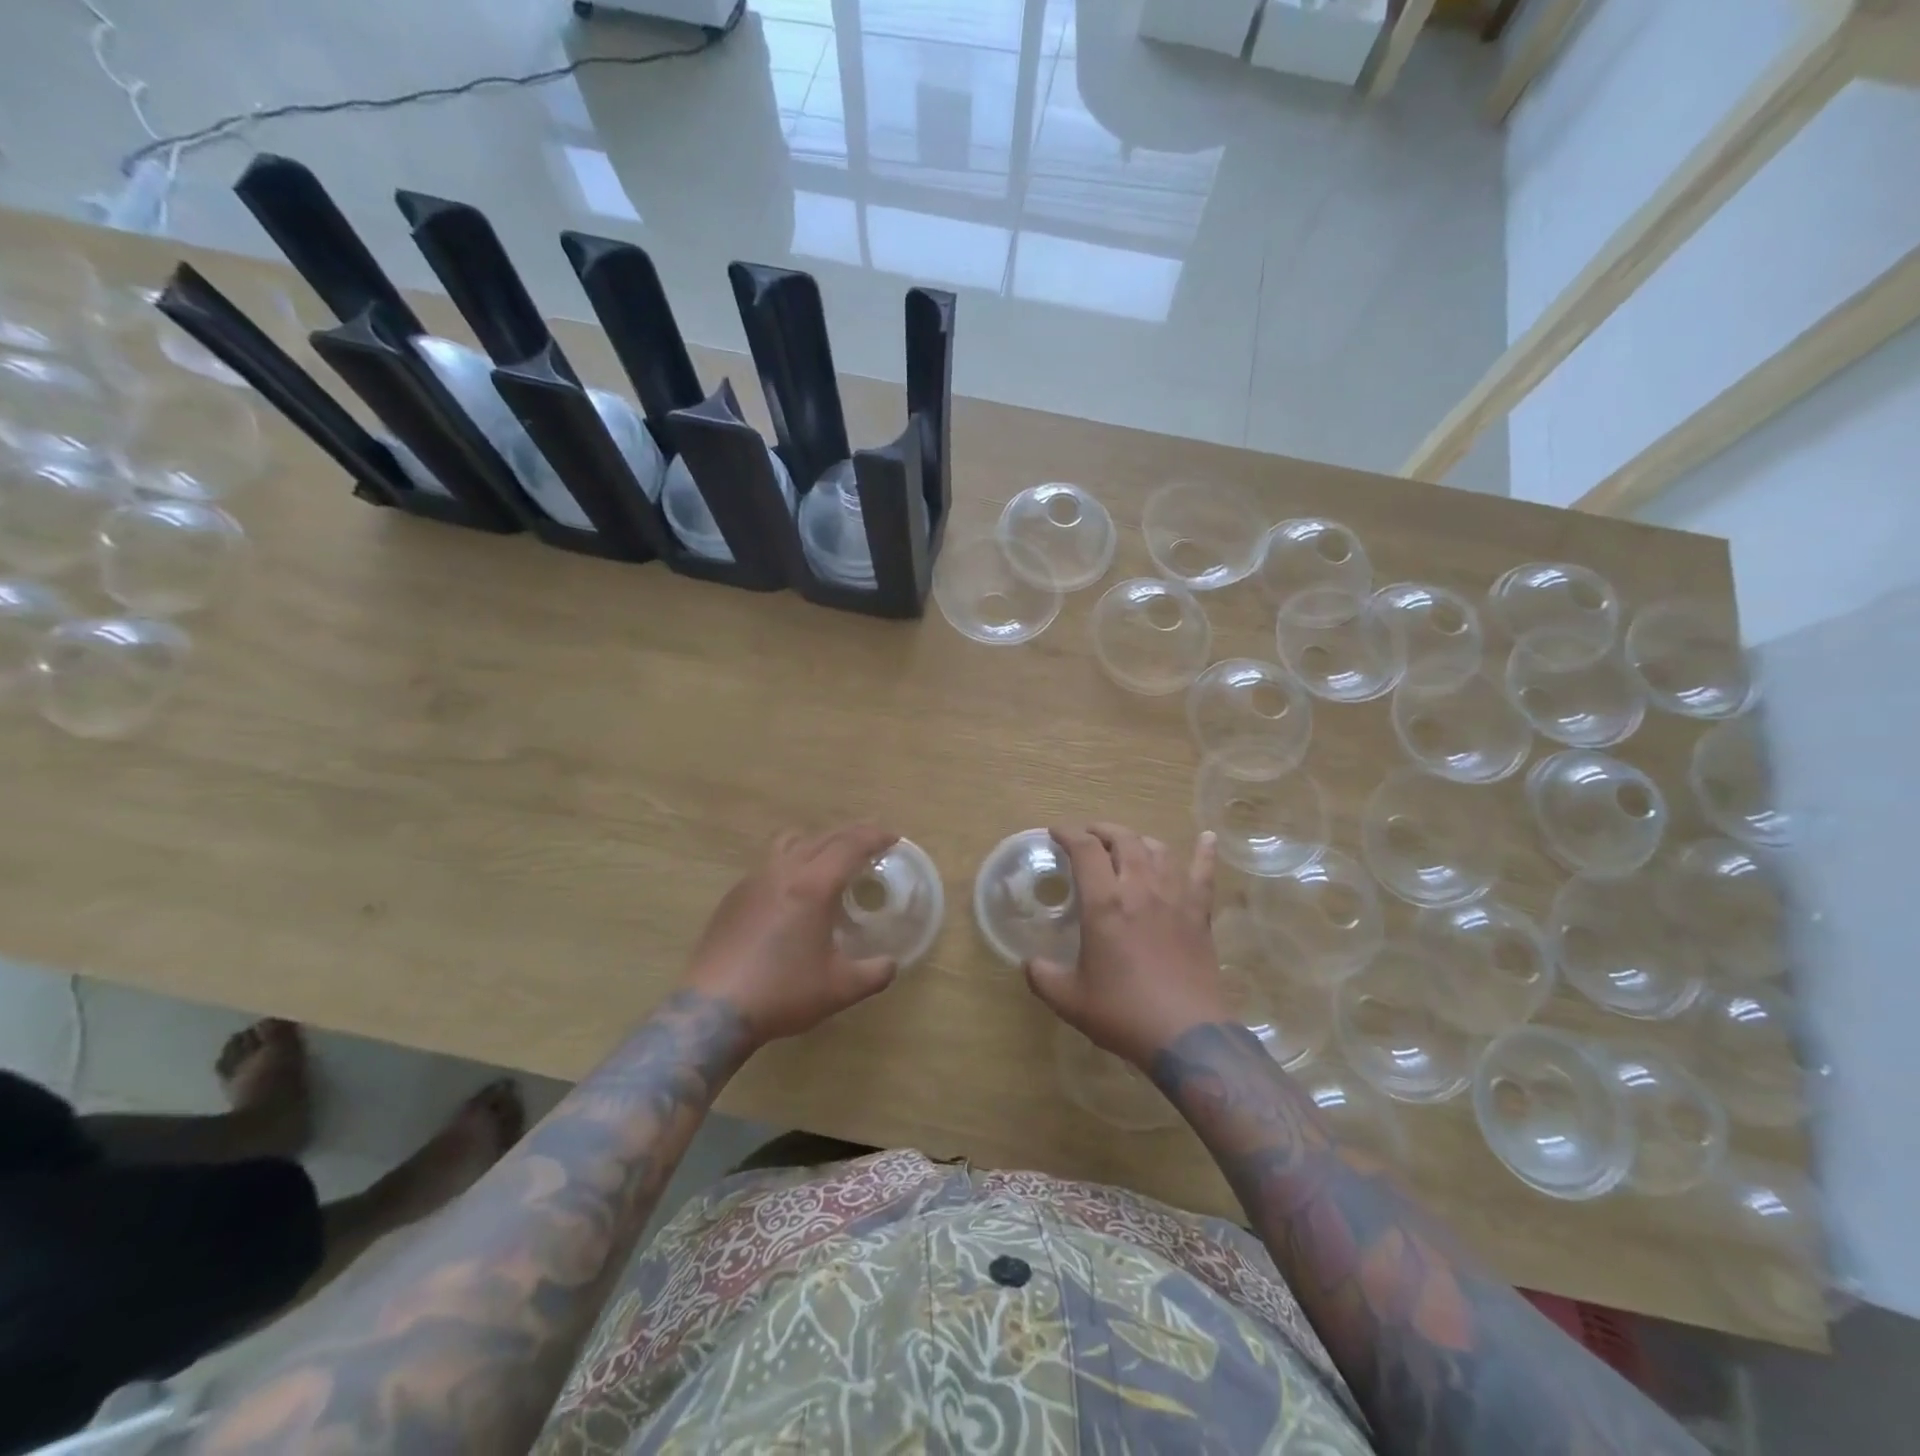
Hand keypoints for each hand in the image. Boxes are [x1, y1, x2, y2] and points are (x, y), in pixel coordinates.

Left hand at [684, 823, 900, 1045]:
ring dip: (817, 841)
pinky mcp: (734, 895)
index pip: (850, 845)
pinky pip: (770, 863)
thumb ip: (874, 973)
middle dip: (851, 834)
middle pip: (823, 837)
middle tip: (871, 842)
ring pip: (791, 842)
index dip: (875, 836)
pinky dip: (792, 862)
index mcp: (814, 886)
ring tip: (830, 859)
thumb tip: (891, 964)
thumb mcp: (840, 989)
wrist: (714, 1010)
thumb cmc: (782, 993)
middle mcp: (784, 871)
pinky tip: (793, 892)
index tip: (892, 837)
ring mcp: (754, 880)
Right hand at [1024, 823, 1224, 1068]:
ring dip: (1139, 840)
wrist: (1186, 1035)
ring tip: (1128, 844)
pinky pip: (1204, 874)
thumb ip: (1043, 977)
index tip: (1056, 832)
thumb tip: (1029, 963)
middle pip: (1124, 840)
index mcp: (1104, 903)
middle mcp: (1140, 889)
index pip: (1085, 850)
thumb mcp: (1069, 1000)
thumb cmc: (1124, 1013)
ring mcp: (1175, 898)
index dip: (1069, 833)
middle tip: (1089, 837)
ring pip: (1159, 851)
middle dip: (1102, 831)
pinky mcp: (1199, 914)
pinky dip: (1204, 852)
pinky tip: (1207, 838)